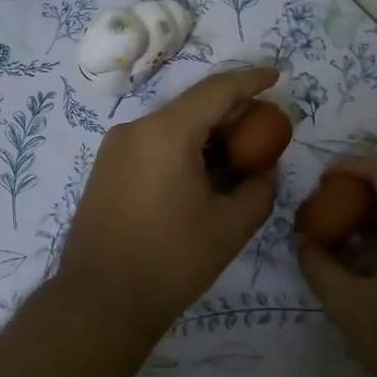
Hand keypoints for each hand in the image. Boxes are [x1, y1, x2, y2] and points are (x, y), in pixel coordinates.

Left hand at [57, 67, 280, 339]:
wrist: (100, 301)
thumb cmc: (171, 261)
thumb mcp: (230, 227)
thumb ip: (259, 190)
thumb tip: (263, 172)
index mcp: (166, 133)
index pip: (216, 90)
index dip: (250, 79)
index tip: (276, 75)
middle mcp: (135, 129)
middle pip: (192, 106)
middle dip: (231, 112)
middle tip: (264, 127)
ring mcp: (115, 149)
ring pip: (171, 126)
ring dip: (206, 134)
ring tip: (238, 154)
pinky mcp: (105, 170)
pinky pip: (152, 145)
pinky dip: (182, 149)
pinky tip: (202, 173)